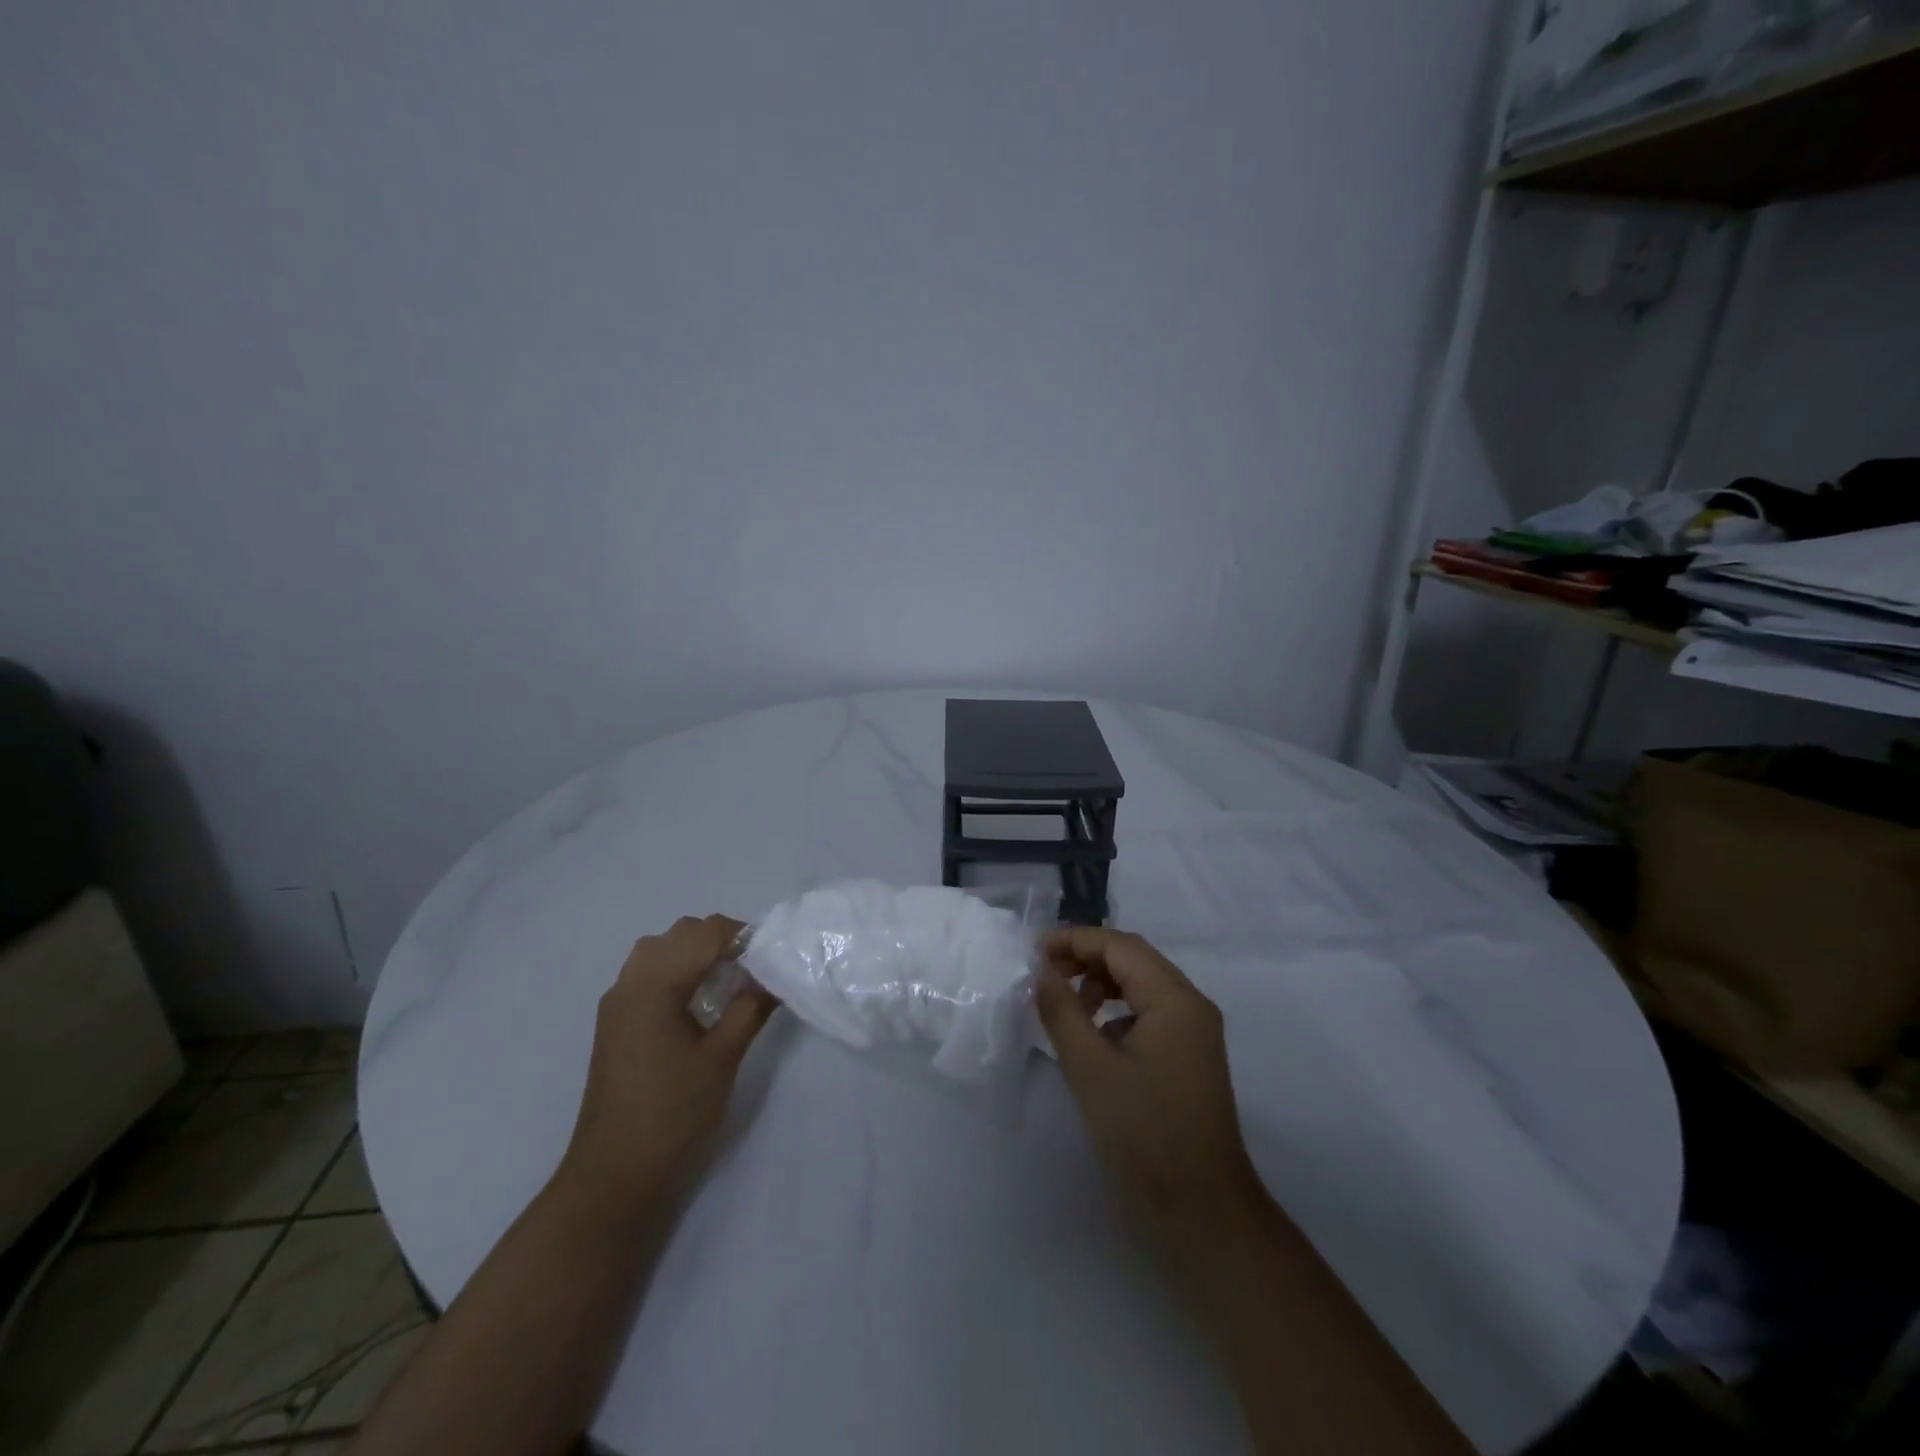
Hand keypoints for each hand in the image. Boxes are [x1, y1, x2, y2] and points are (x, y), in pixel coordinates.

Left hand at [559, 915, 778, 1216]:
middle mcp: (629, 982)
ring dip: (698, 952)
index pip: (704, 933)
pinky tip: (701, 1000)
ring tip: (731, 980)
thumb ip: (750, 1007)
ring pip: (662, 949)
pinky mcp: (616, 1022)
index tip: (774, 954)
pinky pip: (649, 972)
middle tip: (756, 967)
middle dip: (722, 939)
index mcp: (653, 984)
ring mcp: (617, 1002)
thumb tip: (774, 976)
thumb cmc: (673, 1112)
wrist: (614, 1175)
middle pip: (681, 934)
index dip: (743, 935)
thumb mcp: (722, 1056)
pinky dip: (679, 969)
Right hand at [1035, 927, 1262, 1230]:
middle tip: (1044, 975)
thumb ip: (1061, 1011)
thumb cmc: (1144, 1134)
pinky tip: (1095, 1039)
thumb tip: (1040, 971)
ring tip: (1067, 1007)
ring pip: (1141, 984)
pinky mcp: (1190, 1055)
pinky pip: (1149, 1012)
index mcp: (1175, 999)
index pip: (1120, 946)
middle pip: (1133, 959)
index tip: (1033, 952)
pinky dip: (1117, 1011)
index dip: (1074, 940)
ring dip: (1100, 984)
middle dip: (1086, 958)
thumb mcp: (1090, 1068)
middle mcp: (1191, 1004)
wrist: (1202, 1211)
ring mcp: (1195, 1031)